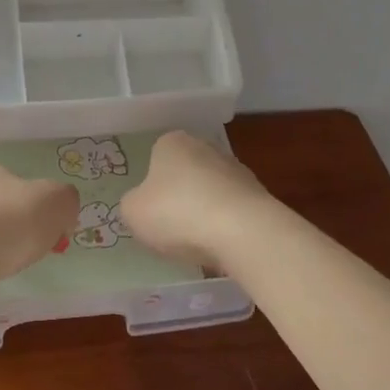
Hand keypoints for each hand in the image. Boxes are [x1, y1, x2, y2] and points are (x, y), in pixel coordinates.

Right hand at [121, 130, 270, 270]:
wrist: (243, 232)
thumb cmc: (177, 213)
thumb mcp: (133, 212)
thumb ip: (131, 205)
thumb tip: (142, 205)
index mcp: (172, 142)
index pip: (156, 158)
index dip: (151, 186)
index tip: (151, 211)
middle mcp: (205, 147)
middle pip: (185, 174)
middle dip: (179, 198)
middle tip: (170, 228)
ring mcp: (236, 169)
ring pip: (210, 192)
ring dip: (203, 213)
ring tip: (197, 243)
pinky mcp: (258, 195)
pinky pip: (232, 211)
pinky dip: (225, 226)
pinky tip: (220, 246)